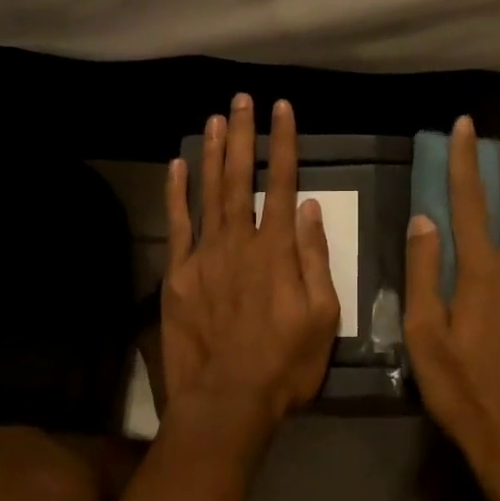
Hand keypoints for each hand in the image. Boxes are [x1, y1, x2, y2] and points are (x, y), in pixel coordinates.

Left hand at [159, 95, 342, 437]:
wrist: (227, 400)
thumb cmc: (285, 362)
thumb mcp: (323, 316)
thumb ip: (315, 258)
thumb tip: (311, 209)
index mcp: (277, 249)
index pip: (284, 183)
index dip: (283, 143)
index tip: (281, 109)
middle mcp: (239, 241)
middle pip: (241, 177)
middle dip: (243, 135)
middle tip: (241, 100)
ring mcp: (204, 256)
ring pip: (208, 193)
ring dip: (212, 153)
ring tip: (214, 119)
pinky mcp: (177, 275)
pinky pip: (176, 226)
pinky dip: (175, 195)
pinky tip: (177, 167)